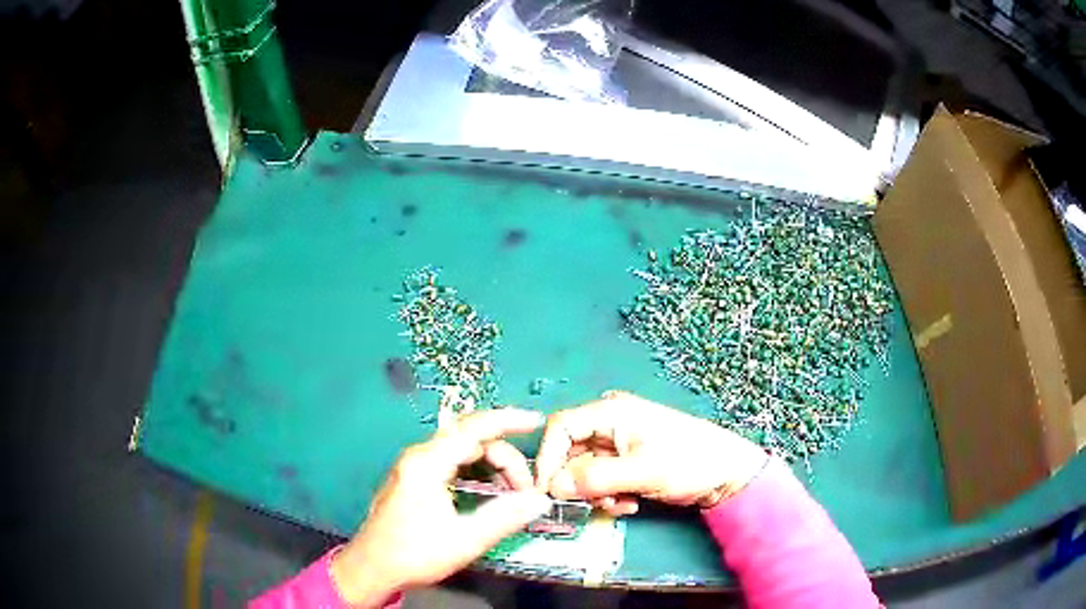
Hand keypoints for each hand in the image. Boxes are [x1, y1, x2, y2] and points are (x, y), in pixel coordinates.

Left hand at [331, 409, 551, 606]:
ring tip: (511, 492)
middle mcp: (419, 456)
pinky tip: (488, 489)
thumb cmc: (414, 553)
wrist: (373, 567)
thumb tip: (539, 500)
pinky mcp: (413, 477)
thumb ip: (504, 517)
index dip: (508, 421)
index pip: (474, 428)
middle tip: (526, 488)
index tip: (536, 422)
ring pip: (461, 450)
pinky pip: (451, 461)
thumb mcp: (464, 539)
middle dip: (504, 457)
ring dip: (491, 464)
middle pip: (470, 438)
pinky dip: (476, 469)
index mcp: (427, 463)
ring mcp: (414, 465)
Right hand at [535, 391, 768, 515]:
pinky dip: (609, 495)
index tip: (546, 490)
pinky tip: (630, 503)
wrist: (728, 475)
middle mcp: (610, 425)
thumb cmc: (690, 463)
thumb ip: (595, 478)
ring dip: (597, 493)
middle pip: (570, 453)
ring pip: (584, 471)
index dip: (547, 457)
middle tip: (597, 502)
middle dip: (579, 483)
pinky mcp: (627, 463)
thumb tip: (552, 487)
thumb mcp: (643, 471)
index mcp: (611, 413)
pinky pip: (601, 480)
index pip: (560, 428)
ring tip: (621, 503)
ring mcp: (619, 445)